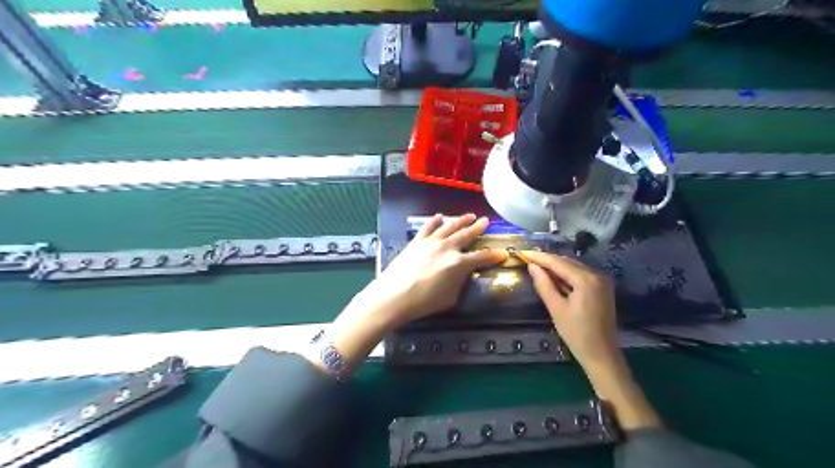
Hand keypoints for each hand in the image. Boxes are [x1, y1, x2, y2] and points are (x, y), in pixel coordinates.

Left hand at [369, 213, 512, 325]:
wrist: (394, 296)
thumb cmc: (424, 302)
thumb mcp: (450, 298)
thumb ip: (460, 282)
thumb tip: (463, 273)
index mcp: (459, 263)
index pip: (482, 257)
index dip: (494, 255)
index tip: (503, 253)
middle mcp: (447, 248)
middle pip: (466, 235)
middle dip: (478, 228)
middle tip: (486, 221)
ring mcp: (431, 242)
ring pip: (449, 227)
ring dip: (460, 220)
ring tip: (469, 215)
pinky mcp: (416, 242)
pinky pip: (428, 227)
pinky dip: (434, 221)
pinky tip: (440, 216)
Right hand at [523, 251, 661, 429]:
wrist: (602, 355)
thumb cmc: (576, 334)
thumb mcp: (556, 309)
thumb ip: (544, 285)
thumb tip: (532, 266)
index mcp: (586, 280)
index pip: (558, 262)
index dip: (539, 257)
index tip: (522, 252)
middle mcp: (597, 275)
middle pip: (567, 262)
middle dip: (547, 260)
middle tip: (527, 258)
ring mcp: (602, 281)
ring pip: (574, 266)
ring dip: (556, 266)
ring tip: (536, 265)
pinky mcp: (602, 287)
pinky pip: (581, 274)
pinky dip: (566, 273)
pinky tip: (553, 276)